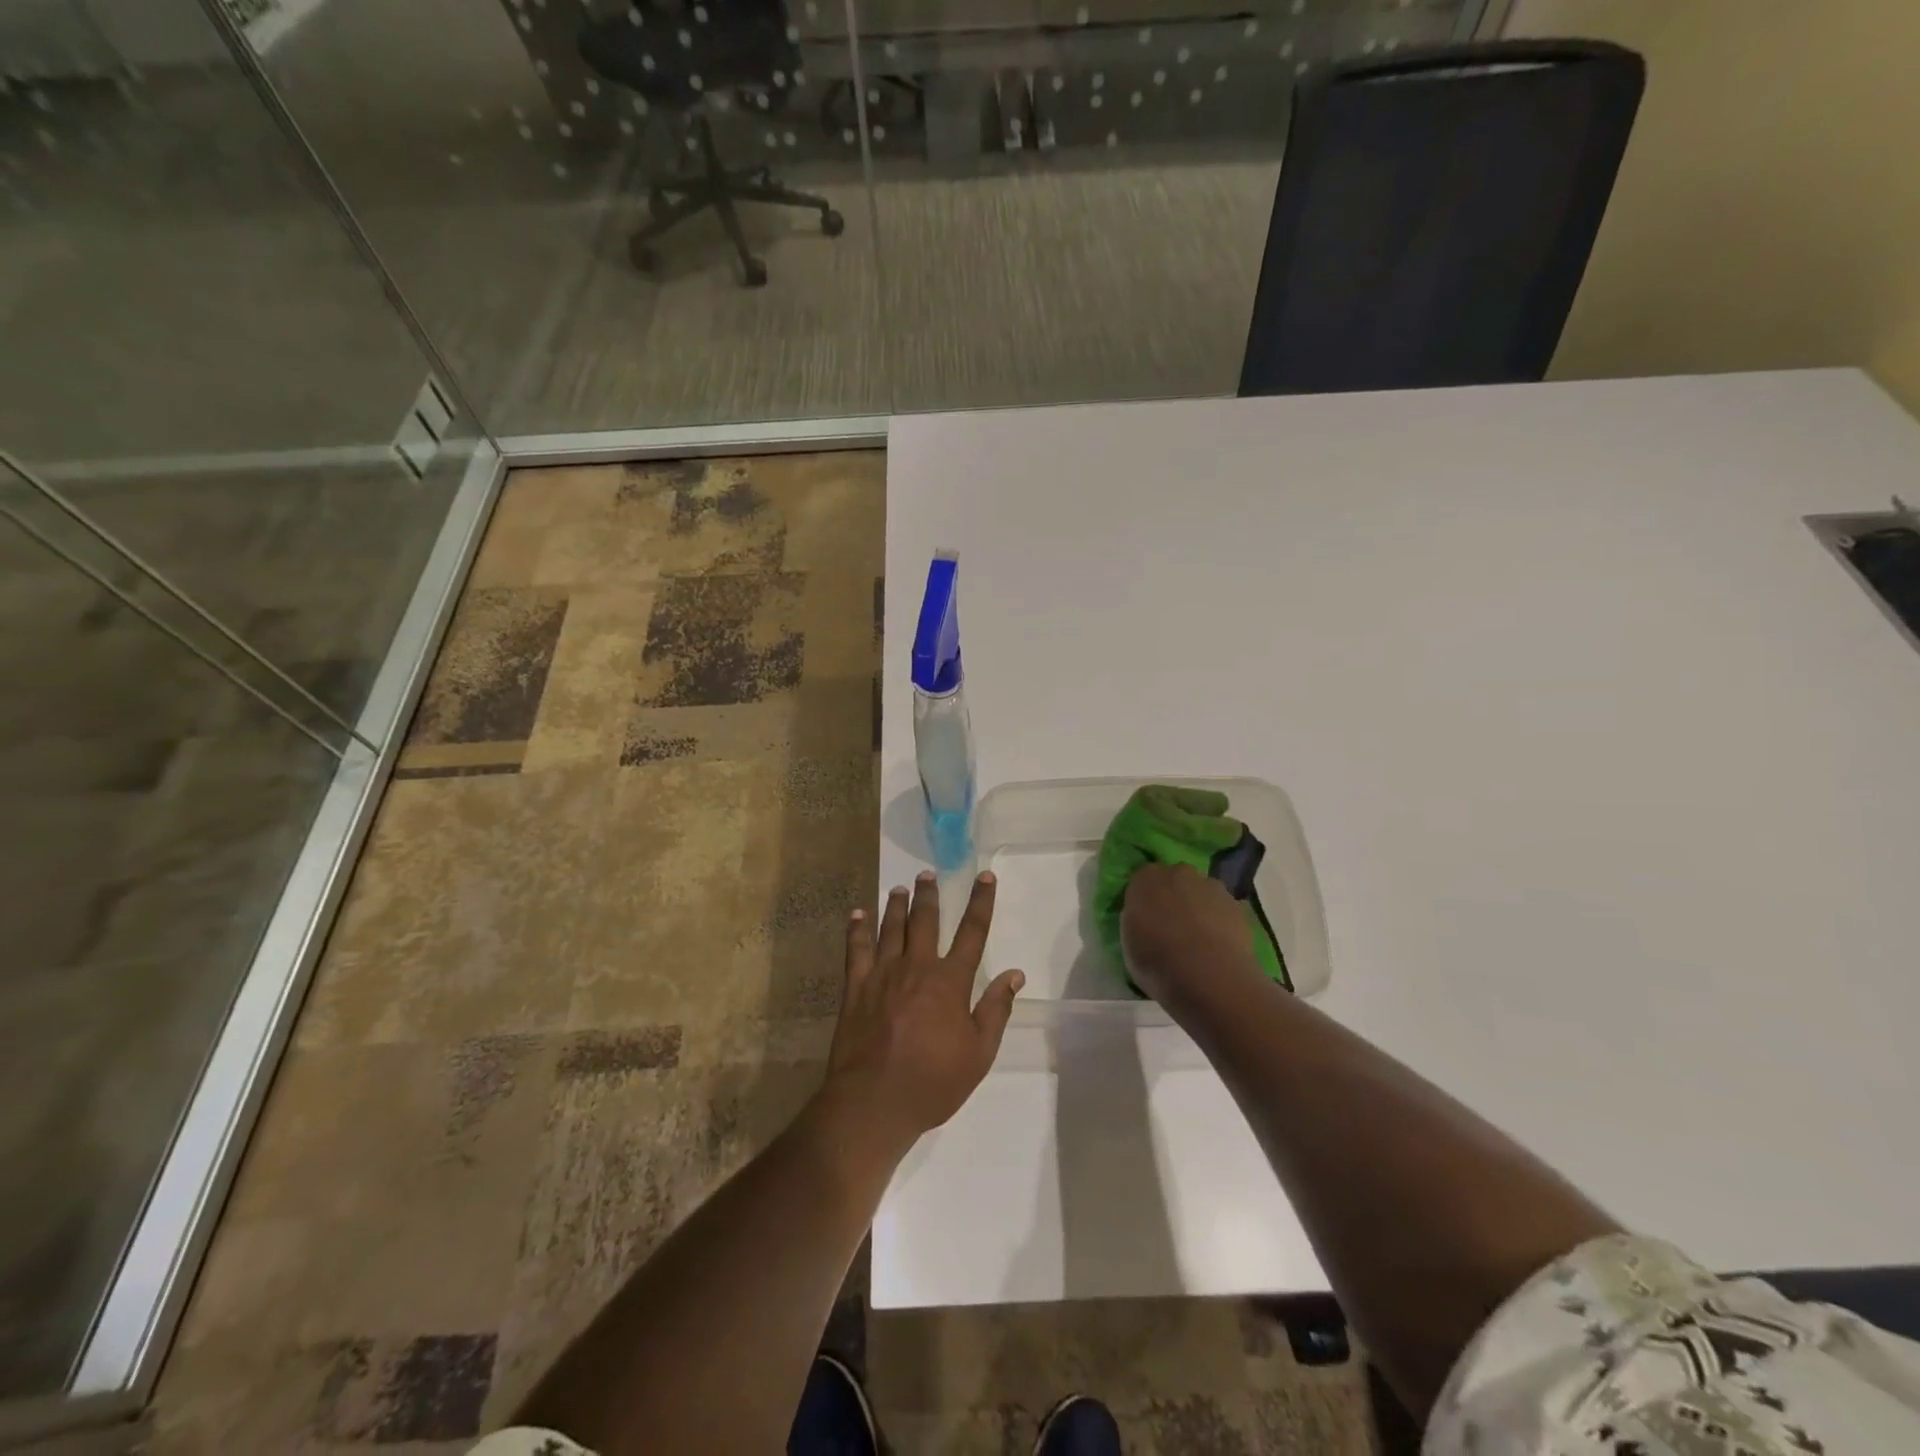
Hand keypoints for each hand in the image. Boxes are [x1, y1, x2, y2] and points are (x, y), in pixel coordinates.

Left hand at [823, 871, 1025, 1150]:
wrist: (874, 1101)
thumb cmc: (933, 1082)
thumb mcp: (979, 1054)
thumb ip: (996, 1010)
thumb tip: (1015, 974)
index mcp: (950, 981)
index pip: (972, 932)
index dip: (981, 902)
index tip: (985, 876)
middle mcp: (917, 967)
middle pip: (925, 921)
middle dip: (929, 895)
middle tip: (927, 874)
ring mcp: (883, 974)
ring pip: (891, 928)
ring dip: (896, 905)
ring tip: (899, 888)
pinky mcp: (856, 987)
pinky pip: (856, 949)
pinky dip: (857, 929)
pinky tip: (857, 914)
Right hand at [1120, 862, 1264, 1014]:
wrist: (1207, 974)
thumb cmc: (1156, 961)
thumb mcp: (1129, 943)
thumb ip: (1137, 922)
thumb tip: (1146, 921)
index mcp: (1144, 879)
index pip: (1141, 881)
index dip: (1144, 901)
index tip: (1144, 921)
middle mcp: (1177, 873)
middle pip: (1174, 880)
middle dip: (1173, 898)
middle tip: (1171, 928)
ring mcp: (1210, 886)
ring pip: (1201, 892)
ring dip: (1198, 908)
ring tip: (1198, 941)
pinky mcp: (1236, 904)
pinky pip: (1222, 909)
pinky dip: (1219, 921)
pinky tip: (1218, 946)